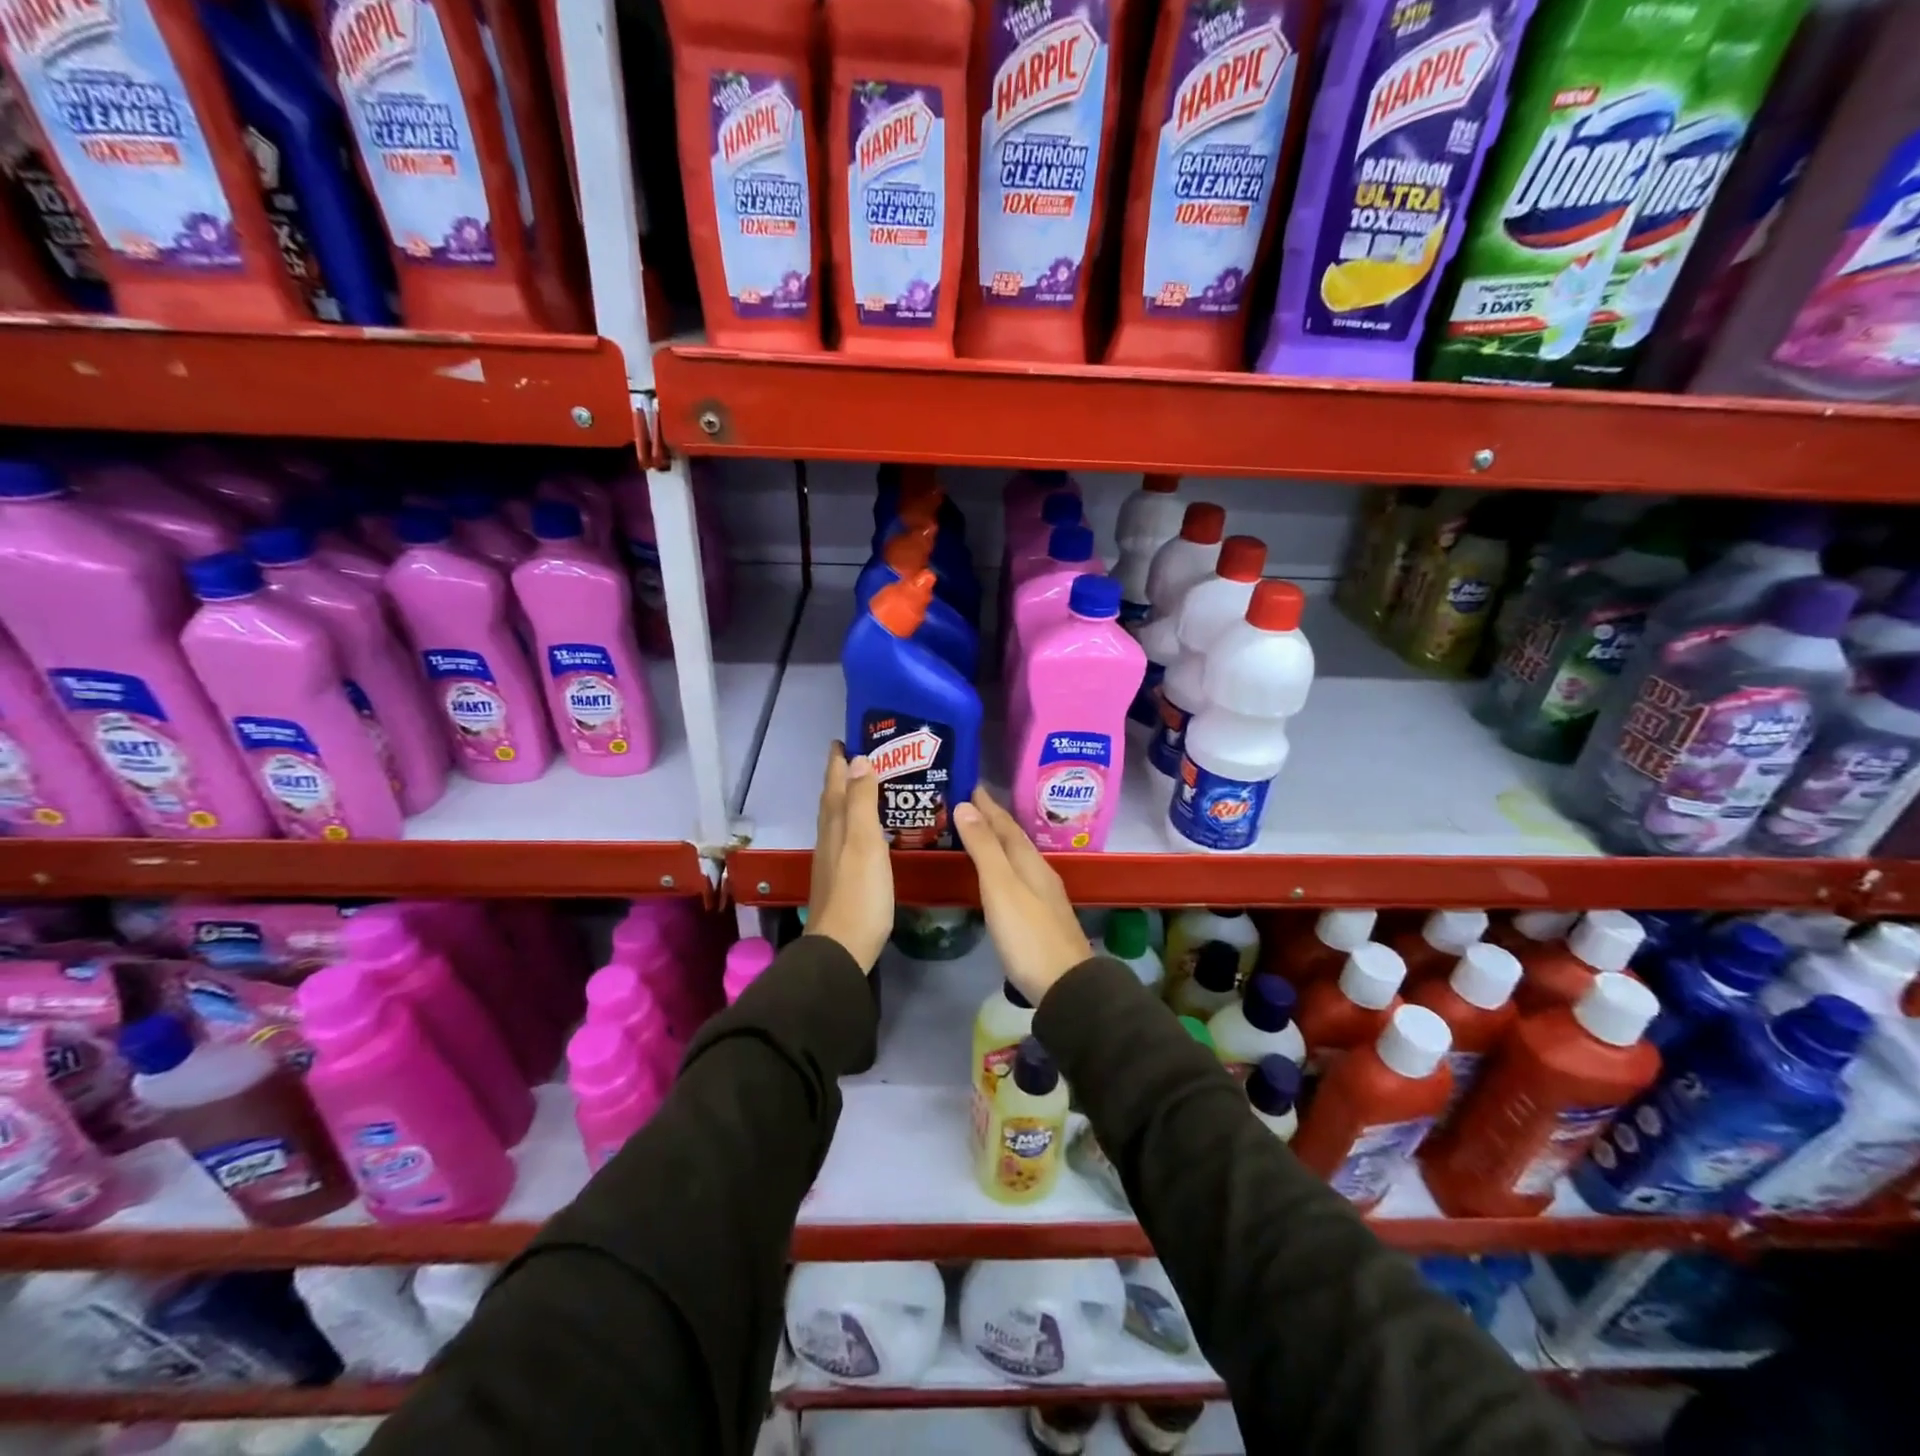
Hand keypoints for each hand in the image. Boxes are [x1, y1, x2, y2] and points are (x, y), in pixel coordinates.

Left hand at [805, 742, 892, 972]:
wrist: (842, 948)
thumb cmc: (859, 893)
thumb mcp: (864, 842)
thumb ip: (862, 802)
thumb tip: (858, 760)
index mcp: (835, 826)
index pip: (835, 785)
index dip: (838, 762)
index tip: (843, 740)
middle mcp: (829, 839)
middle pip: (833, 800)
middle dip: (842, 777)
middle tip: (858, 758)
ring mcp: (833, 862)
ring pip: (837, 820)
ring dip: (847, 800)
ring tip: (866, 788)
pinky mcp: (841, 881)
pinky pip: (846, 839)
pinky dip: (855, 825)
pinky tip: (867, 834)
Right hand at [953, 787, 1091, 1005]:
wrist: (1065, 985)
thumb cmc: (1028, 935)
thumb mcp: (1001, 887)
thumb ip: (984, 848)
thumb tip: (965, 805)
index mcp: (1030, 862)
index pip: (1006, 825)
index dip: (987, 805)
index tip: (970, 785)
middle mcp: (1040, 872)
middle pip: (1014, 839)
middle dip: (992, 820)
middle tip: (968, 805)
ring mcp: (1044, 896)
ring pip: (1018, 858)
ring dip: (997, 843)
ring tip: (977, 834)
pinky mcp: (1041, 917)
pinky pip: (1018, 877)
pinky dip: (1003, 866)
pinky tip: (998, 877)